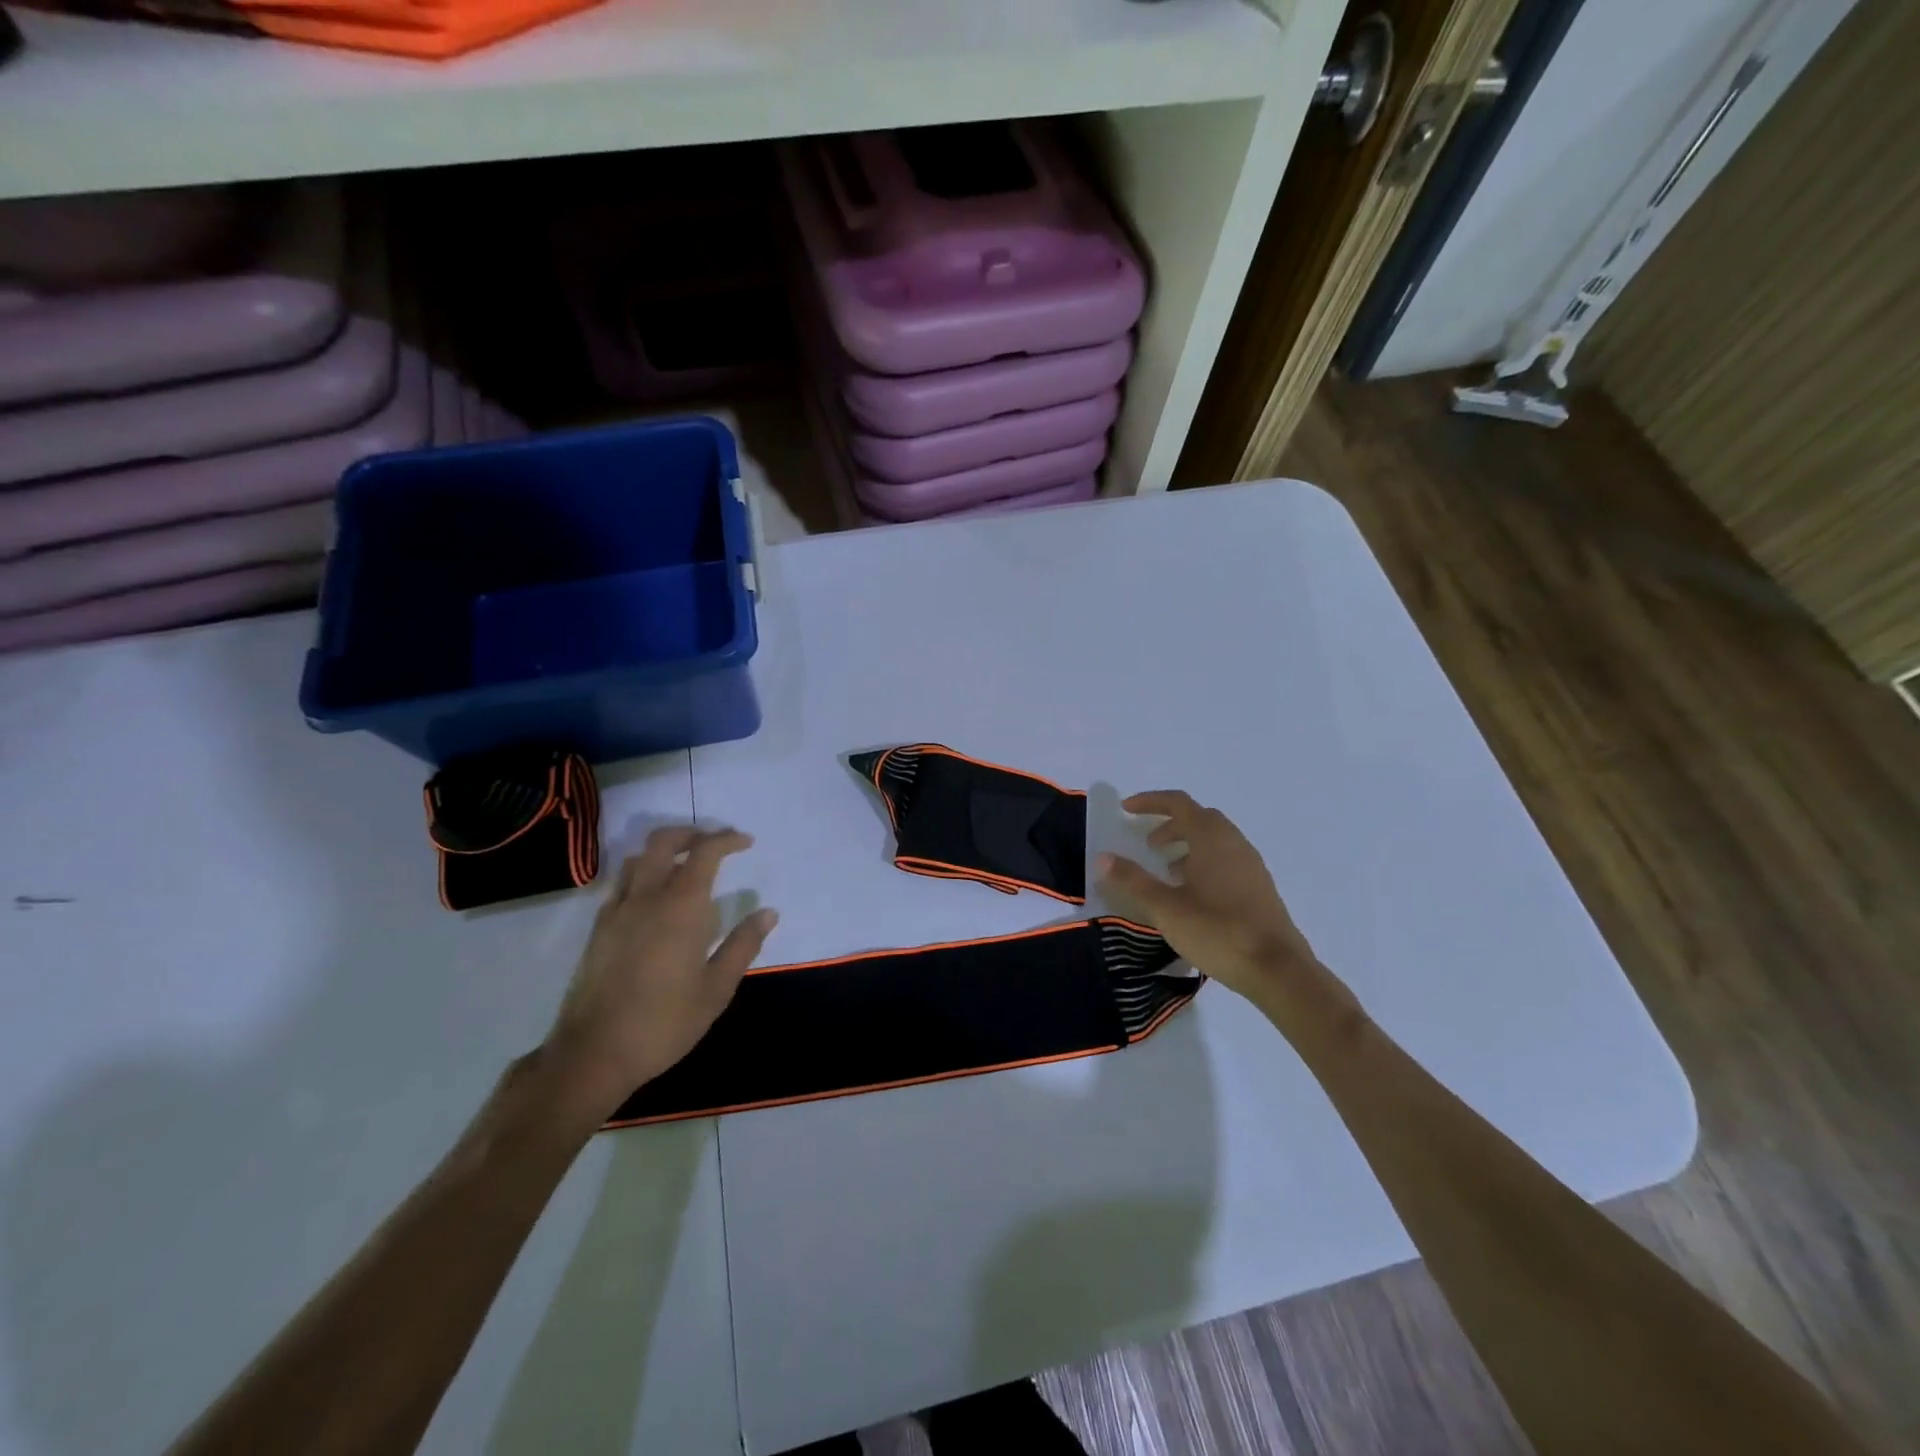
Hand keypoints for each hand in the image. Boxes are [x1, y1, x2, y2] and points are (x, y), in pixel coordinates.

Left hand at [542, 826, 776, 1123]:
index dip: (727, 839)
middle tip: (715, 844)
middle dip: (692, 833)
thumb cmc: (664, 1023)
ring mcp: (616, 911)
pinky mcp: (598, 930)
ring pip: (637, 859)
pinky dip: (643, 875)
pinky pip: (621, 885)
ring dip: (664, 851)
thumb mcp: (716, 989)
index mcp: (681, 906)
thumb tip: (768, 913)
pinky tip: (655, 901)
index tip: (746, 843)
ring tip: (685, 867)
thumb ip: (743, 945)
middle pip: (664, 841)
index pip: (704, 852)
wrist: (593, 1054)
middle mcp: (646, 897)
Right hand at [1098, 791, 1322, 1002]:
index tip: (1126, 810)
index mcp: (1211, 838)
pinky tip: (1194, 893)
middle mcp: (1234, 843)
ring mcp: (1251, 865)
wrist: (1278, 970)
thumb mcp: (1166, 908)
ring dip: (1188, 844)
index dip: (1150, 802)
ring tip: (1168, 870)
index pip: (1178, 803)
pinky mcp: (1260, 887)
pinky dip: (1205, 862)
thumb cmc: (1217, 931)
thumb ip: (1133, 881)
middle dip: (1170, 824)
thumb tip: (1103, 858)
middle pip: (1199, 818)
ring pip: (1215, 840)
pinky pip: (1227, 859)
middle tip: (1148, 844)